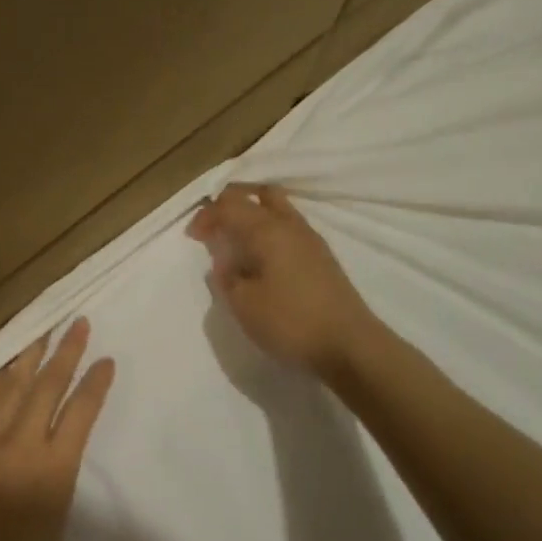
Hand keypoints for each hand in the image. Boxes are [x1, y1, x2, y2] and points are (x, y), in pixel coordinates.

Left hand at [0, 317, 115, 540]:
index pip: (81, 413)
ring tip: (43, 330)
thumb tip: (54, 451)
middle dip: (66, 352)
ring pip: (13, 386)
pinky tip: (3, 365)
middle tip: (77, 323)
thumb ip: (57, 481)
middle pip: (48, 387)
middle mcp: (22, 445)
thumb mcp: (53, 529)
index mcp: (53, 471)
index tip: (106, 360)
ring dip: (30, 355)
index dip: (95, 383)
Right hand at [186, 183, 373, 375]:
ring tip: (238, 241)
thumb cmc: (290, 322)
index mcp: (267, 230)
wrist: (349, 346)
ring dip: (254, 216)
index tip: (192, 237)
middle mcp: (290, 225)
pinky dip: (270, 231)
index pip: (230, 205)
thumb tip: (223, 261)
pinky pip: (290, 228)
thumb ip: (226, 277)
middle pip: (259, 195)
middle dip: (233, 204)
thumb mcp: (243, 304)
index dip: (207, 216)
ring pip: (279, 208)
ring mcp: (311, 240)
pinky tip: (263, 258)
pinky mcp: (323, 258)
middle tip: (216, 226)